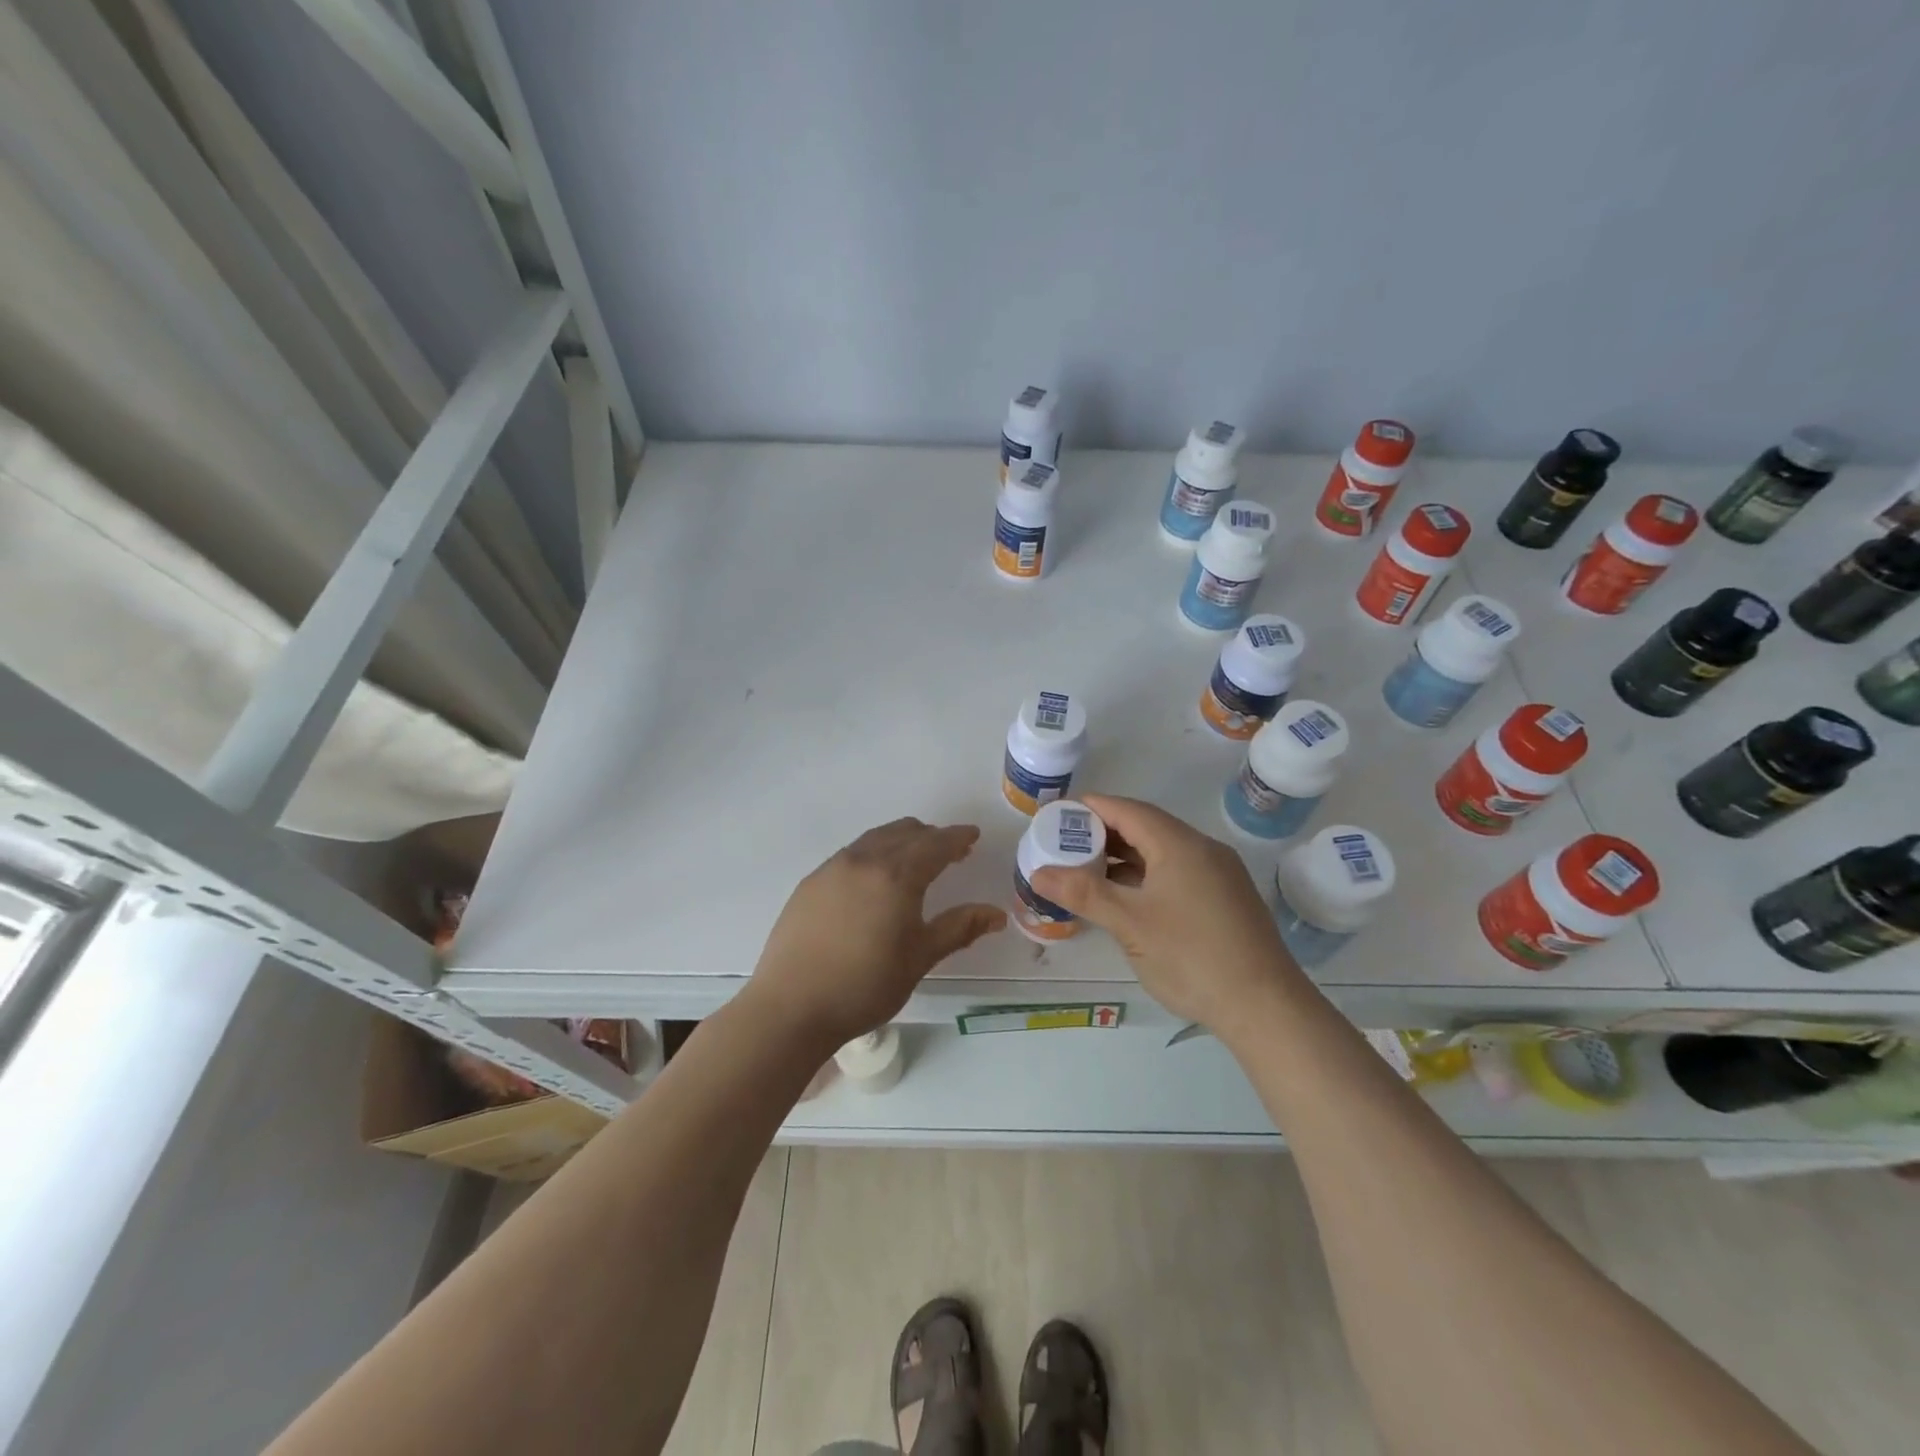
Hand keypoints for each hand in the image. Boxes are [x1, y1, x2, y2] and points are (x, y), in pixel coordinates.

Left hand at [748, 818, 1005, 1048]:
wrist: (791, 1007)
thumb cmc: (865, 986)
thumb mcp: (919, 958)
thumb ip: (959, 928)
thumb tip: (996, 914)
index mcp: (896, 875)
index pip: (935, 844)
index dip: (957, 837)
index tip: (973, 835)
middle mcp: (864, 860)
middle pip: (905, 832)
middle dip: (931, 837)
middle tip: (951, 852)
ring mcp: (832, 868)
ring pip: (875, 839)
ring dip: (901, 841)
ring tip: (914, 862)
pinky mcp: (811, 882)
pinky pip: (851, 854)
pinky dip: (874, 853)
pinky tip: (874, 880)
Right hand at [1029, 793, 1301, 1031]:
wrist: (1266, 1007)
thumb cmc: (1192, 957)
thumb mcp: (1130, 924)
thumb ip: (1083, 893)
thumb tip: (1038, 872)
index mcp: (1180, 844)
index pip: (1127, 810)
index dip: (1090, 808)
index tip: (1056, 815)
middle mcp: (1203, 849)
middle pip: (1145, 826)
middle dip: (1103, 833)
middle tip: (1065, 845)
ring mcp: (1218, 874)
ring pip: (1162, 851)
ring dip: (1124, 856)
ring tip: (1087, 870)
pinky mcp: (1225, 898)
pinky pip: (1177, 871)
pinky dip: (1146, 875)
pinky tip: (1126, 897)